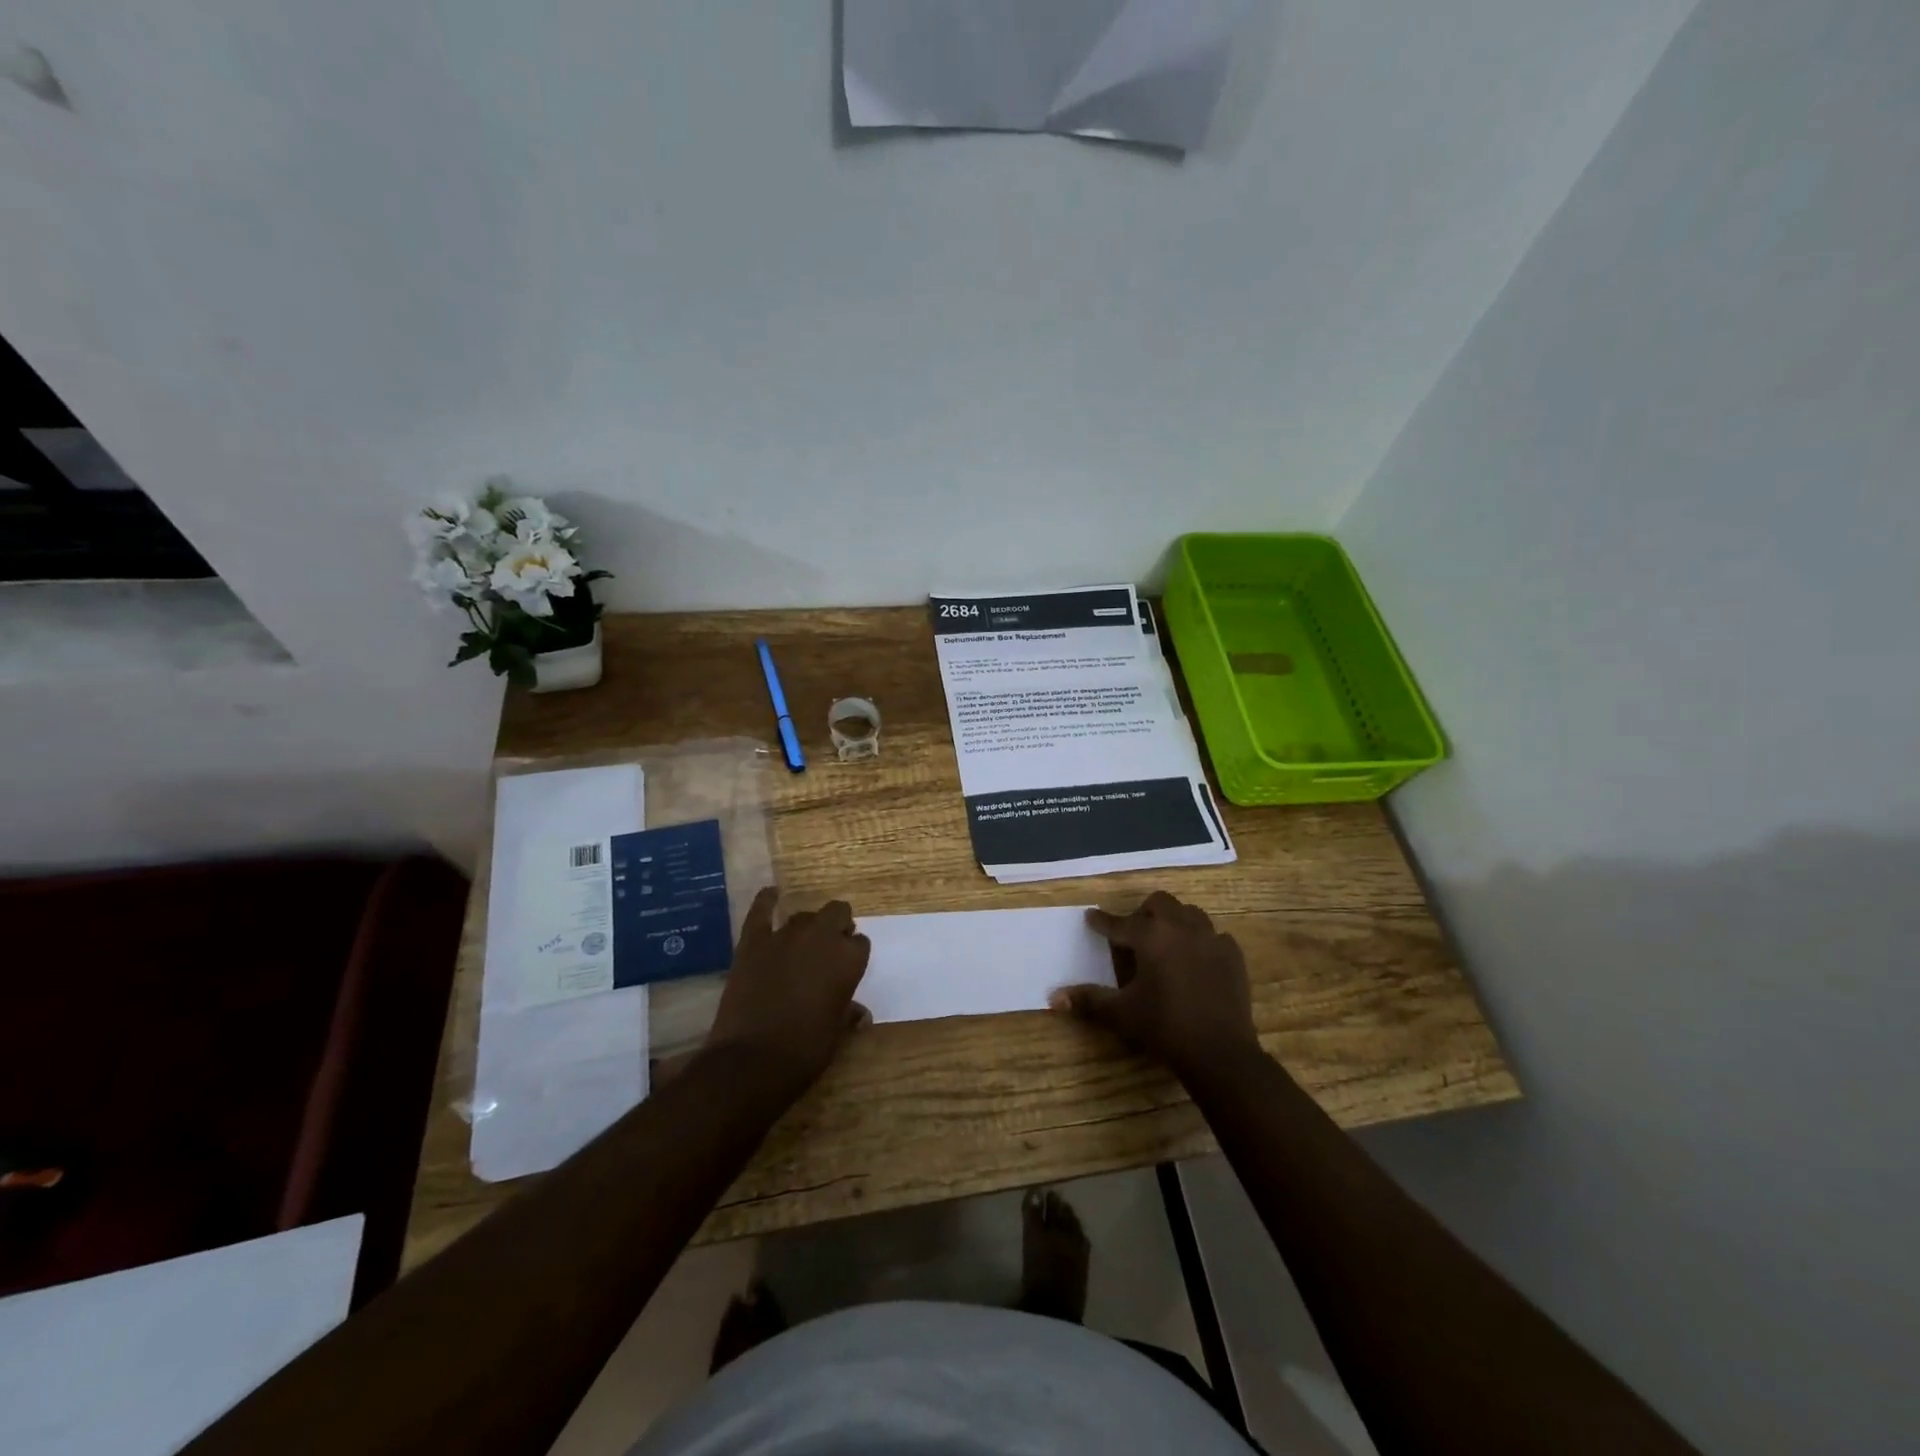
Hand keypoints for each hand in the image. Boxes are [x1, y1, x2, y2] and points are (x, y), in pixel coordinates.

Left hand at [705, 888, 870, 1098]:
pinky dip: (767, 900)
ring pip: (804, 916)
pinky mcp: (753, 942)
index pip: (860, 943)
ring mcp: (785, 936)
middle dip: (837, 926)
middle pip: (837, 913)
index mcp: (848, 960)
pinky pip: (761, 911)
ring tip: (803, 943)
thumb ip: (848, 1013)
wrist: (752, 1060)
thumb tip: (860, 1014)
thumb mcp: (836, 1033)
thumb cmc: (805, 1050)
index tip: (847, 968)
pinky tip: (772, 893)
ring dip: (808, 926)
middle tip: (829, 950)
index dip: (853, 954)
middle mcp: (821, 938)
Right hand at [1051, 891, 1259, 1080]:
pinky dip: (1201, 942)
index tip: (1091, 917)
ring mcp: (1211, 939)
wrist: (1220, 1052)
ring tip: (1165, 943)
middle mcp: (1181, 927)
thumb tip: (1053, 997)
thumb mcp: (1121, 1014)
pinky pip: (1214, 936)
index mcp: (1151, 936)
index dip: (1102, 921)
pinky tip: (1196, 961)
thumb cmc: (1165, 1027)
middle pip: (1159, 903)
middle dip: (1143, 914)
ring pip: (1189, 914)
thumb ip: (1088, 1000)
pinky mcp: (1233, 955)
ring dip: (1174, 922)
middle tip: (1133, 934)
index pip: (1119, 923)